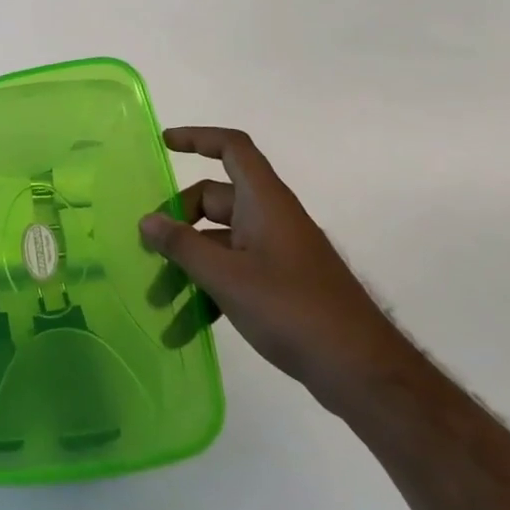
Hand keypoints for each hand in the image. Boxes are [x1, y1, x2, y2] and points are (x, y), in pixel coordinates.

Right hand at [141, 126, 409, 412]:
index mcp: (264, 202)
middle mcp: (271, 219)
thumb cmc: (293, 309)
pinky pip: (234, 274)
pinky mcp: (281, 285)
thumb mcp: (227, 277)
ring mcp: (277, 253)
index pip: (232, 149)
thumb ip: (183, 246)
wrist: (362, 370)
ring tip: (157, 303)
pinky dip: (209, 294)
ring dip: (187, 269)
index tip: (164, 144)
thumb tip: (147, 220)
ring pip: (219, 244)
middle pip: (215, 201)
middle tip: (148, 250)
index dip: (198, 138)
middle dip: (177, 225)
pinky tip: (184, 328)